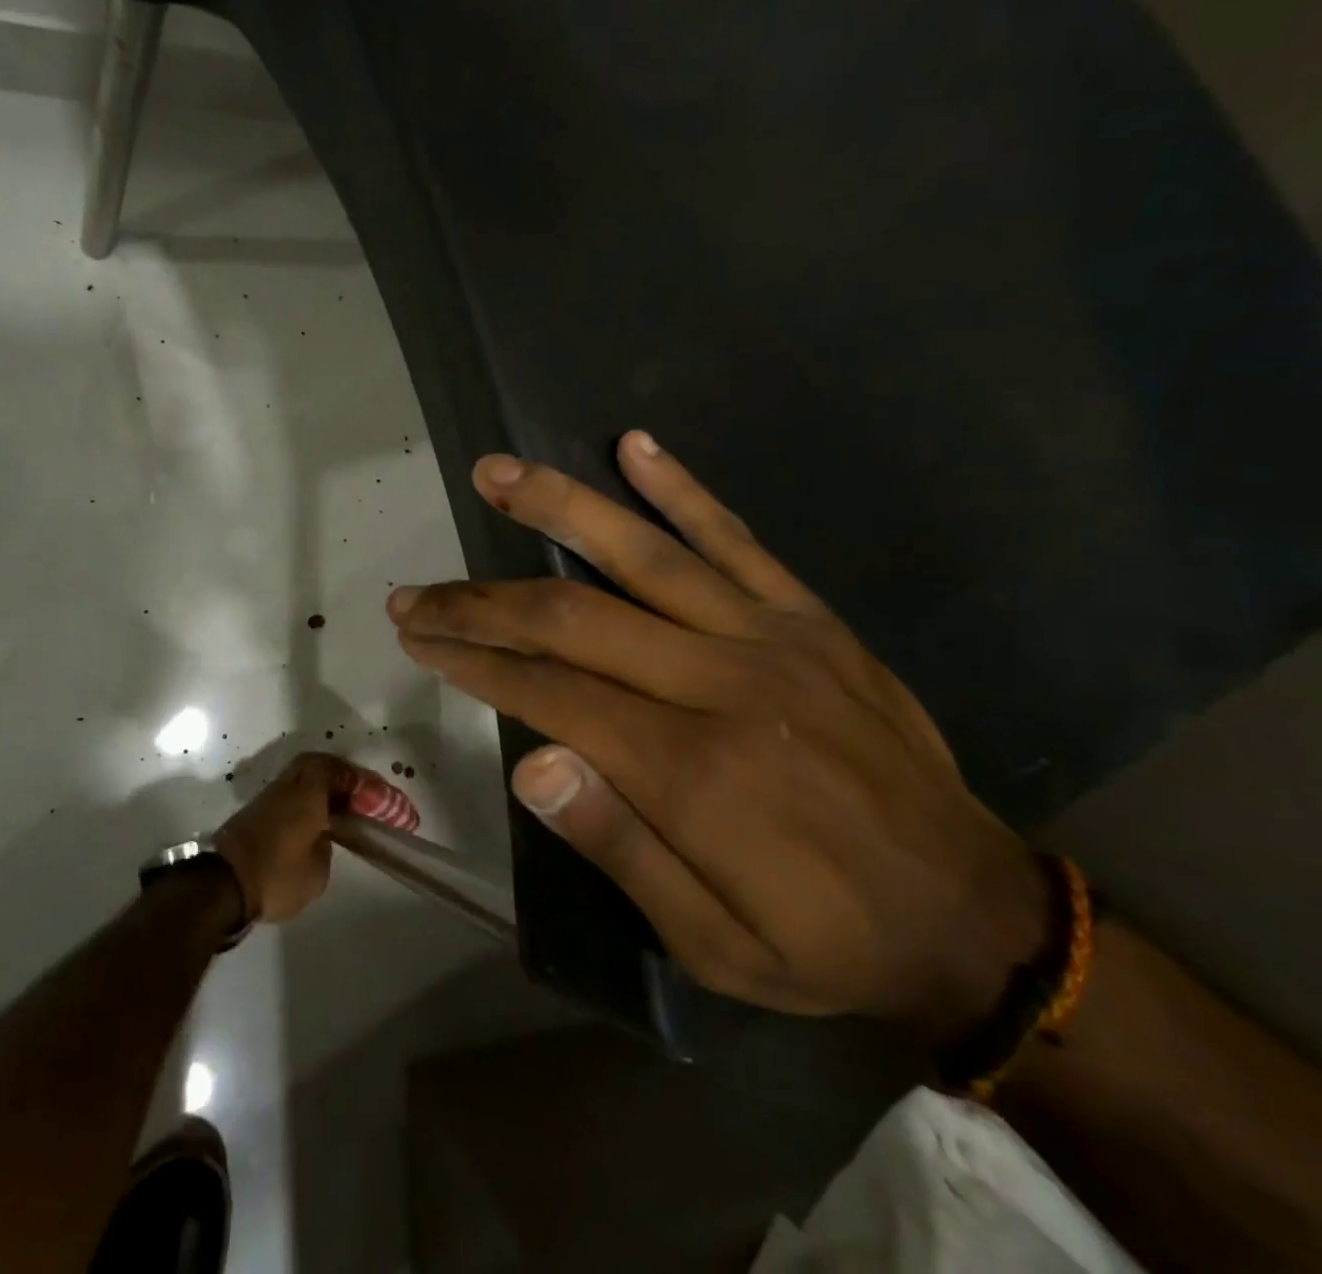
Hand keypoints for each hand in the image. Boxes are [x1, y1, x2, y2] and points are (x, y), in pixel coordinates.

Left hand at [213, 753, 353, 924]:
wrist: (221, 887)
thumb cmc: (276, 876)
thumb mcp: (317, 872)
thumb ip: (326, 846)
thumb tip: (322, 836)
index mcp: (307, 795)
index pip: (333, 769)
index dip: (353, 777)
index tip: (369, 792)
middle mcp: (286, 788)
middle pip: (312, 765)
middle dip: (334, 774)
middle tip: (351, 794)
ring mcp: (265, 799)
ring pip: (296, 779)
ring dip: (315, 788)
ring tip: (333, 810)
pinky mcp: (251, 814)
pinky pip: (284, 796)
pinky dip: (300, 802)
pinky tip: (309, 823)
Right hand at [387, 433, 1048, 1047]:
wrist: (972, 918)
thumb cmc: (822, 940)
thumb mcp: (712, 942)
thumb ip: (619, 846)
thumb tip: (531, 765)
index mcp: (689, 768)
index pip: (549, 690)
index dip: (474, 660)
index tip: (418, 636)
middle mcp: (720, 683)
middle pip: (573, 616)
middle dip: (479, 601)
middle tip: (415, 591)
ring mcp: (768, 638)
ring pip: (642, 554)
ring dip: (557, 507)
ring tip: (494, 472)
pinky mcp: (808, 618)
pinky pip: (736, 538)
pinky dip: (681, 489)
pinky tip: (634, 445)